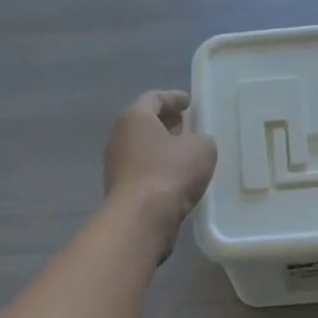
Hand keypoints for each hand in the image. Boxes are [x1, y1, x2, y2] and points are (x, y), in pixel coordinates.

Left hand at [104, 91, 218, 257]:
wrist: (141, 218)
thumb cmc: (170, 172)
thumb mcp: (202, 148)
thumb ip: (201, 139)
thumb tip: (194, 144)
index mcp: (135, 118)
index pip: (154, 98)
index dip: (174, 98)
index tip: (189, 102)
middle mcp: (119, 137)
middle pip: (145, 123)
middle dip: (167, 123)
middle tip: (188, 125)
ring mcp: (116, 165)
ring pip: (143, 149)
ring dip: (162, 149)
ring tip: (185, 153)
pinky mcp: (120, 190)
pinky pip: (142, 171)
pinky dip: (158, 169)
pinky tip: (177, 178)